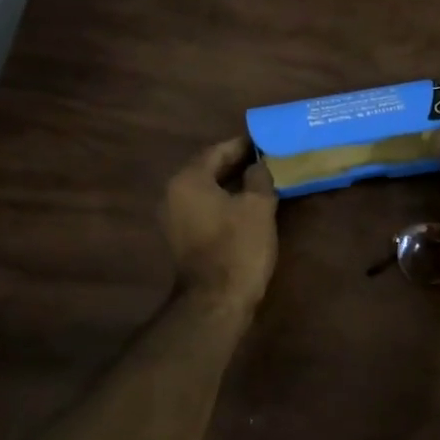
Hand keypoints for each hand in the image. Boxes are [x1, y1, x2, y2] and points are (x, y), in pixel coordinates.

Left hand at [161, 137, 277, 313]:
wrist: (216, 300)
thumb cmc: (238, 246)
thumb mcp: (258, 205)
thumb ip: (259, 177)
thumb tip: (258, 166)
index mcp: (188, 180)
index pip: (217, 150)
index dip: (243, 144)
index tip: (265, 140)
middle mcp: (173, 194)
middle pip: (208, 168)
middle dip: (237, 162)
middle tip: (266, 157)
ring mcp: (174, 218)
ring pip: (207, 189)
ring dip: (231, 183)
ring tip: (261, 178)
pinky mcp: (182, 237)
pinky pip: (204, 207)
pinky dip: (224, 201)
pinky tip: (247, 203)